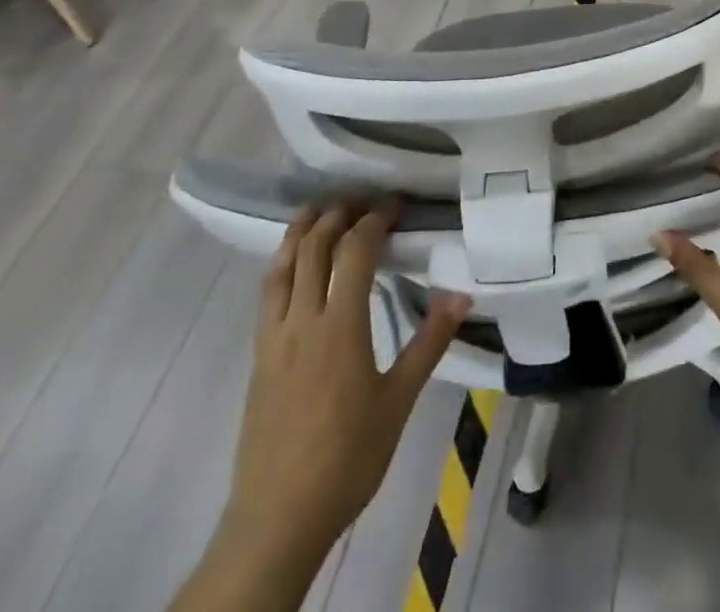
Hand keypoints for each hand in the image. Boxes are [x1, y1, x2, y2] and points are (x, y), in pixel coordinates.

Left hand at [224, 202, 469, 556]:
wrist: (278, 518)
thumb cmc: (347, 458)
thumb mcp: (398, 401)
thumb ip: (429, 342)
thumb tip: (461, 294)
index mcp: (339, 326)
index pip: (354, 251)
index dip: (374, 220)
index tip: (395, 206)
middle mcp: (302, 320)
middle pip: (313, 247)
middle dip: (337, 215)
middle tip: (362, 201)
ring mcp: (273, 337)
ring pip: (281, 265)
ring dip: (300, 230)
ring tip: (318, 209)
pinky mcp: (258, 356)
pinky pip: (267, 293)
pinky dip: (280, 262)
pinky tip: (290, 263)